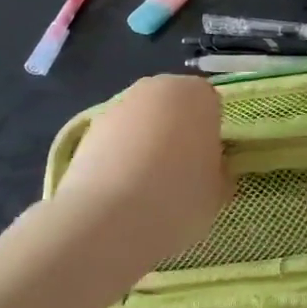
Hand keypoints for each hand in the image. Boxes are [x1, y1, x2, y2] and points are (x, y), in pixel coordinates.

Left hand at [52, 75, 227, 272]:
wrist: (109, 219)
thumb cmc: (179, 198)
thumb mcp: (218, 191)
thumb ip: (216, 170)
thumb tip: (207, 168)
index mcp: (196, 94)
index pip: (210, 105)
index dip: (210, 135)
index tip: (207, 164)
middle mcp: (156, 88)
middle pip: (174, 107)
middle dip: (177, 132)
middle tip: (179, 173)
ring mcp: (118, 105)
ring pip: (142, 122)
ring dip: (146, 143)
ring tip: (145, 188)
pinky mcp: (88, 129)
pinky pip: (116, 140)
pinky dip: (119, 158)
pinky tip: (119, 192)